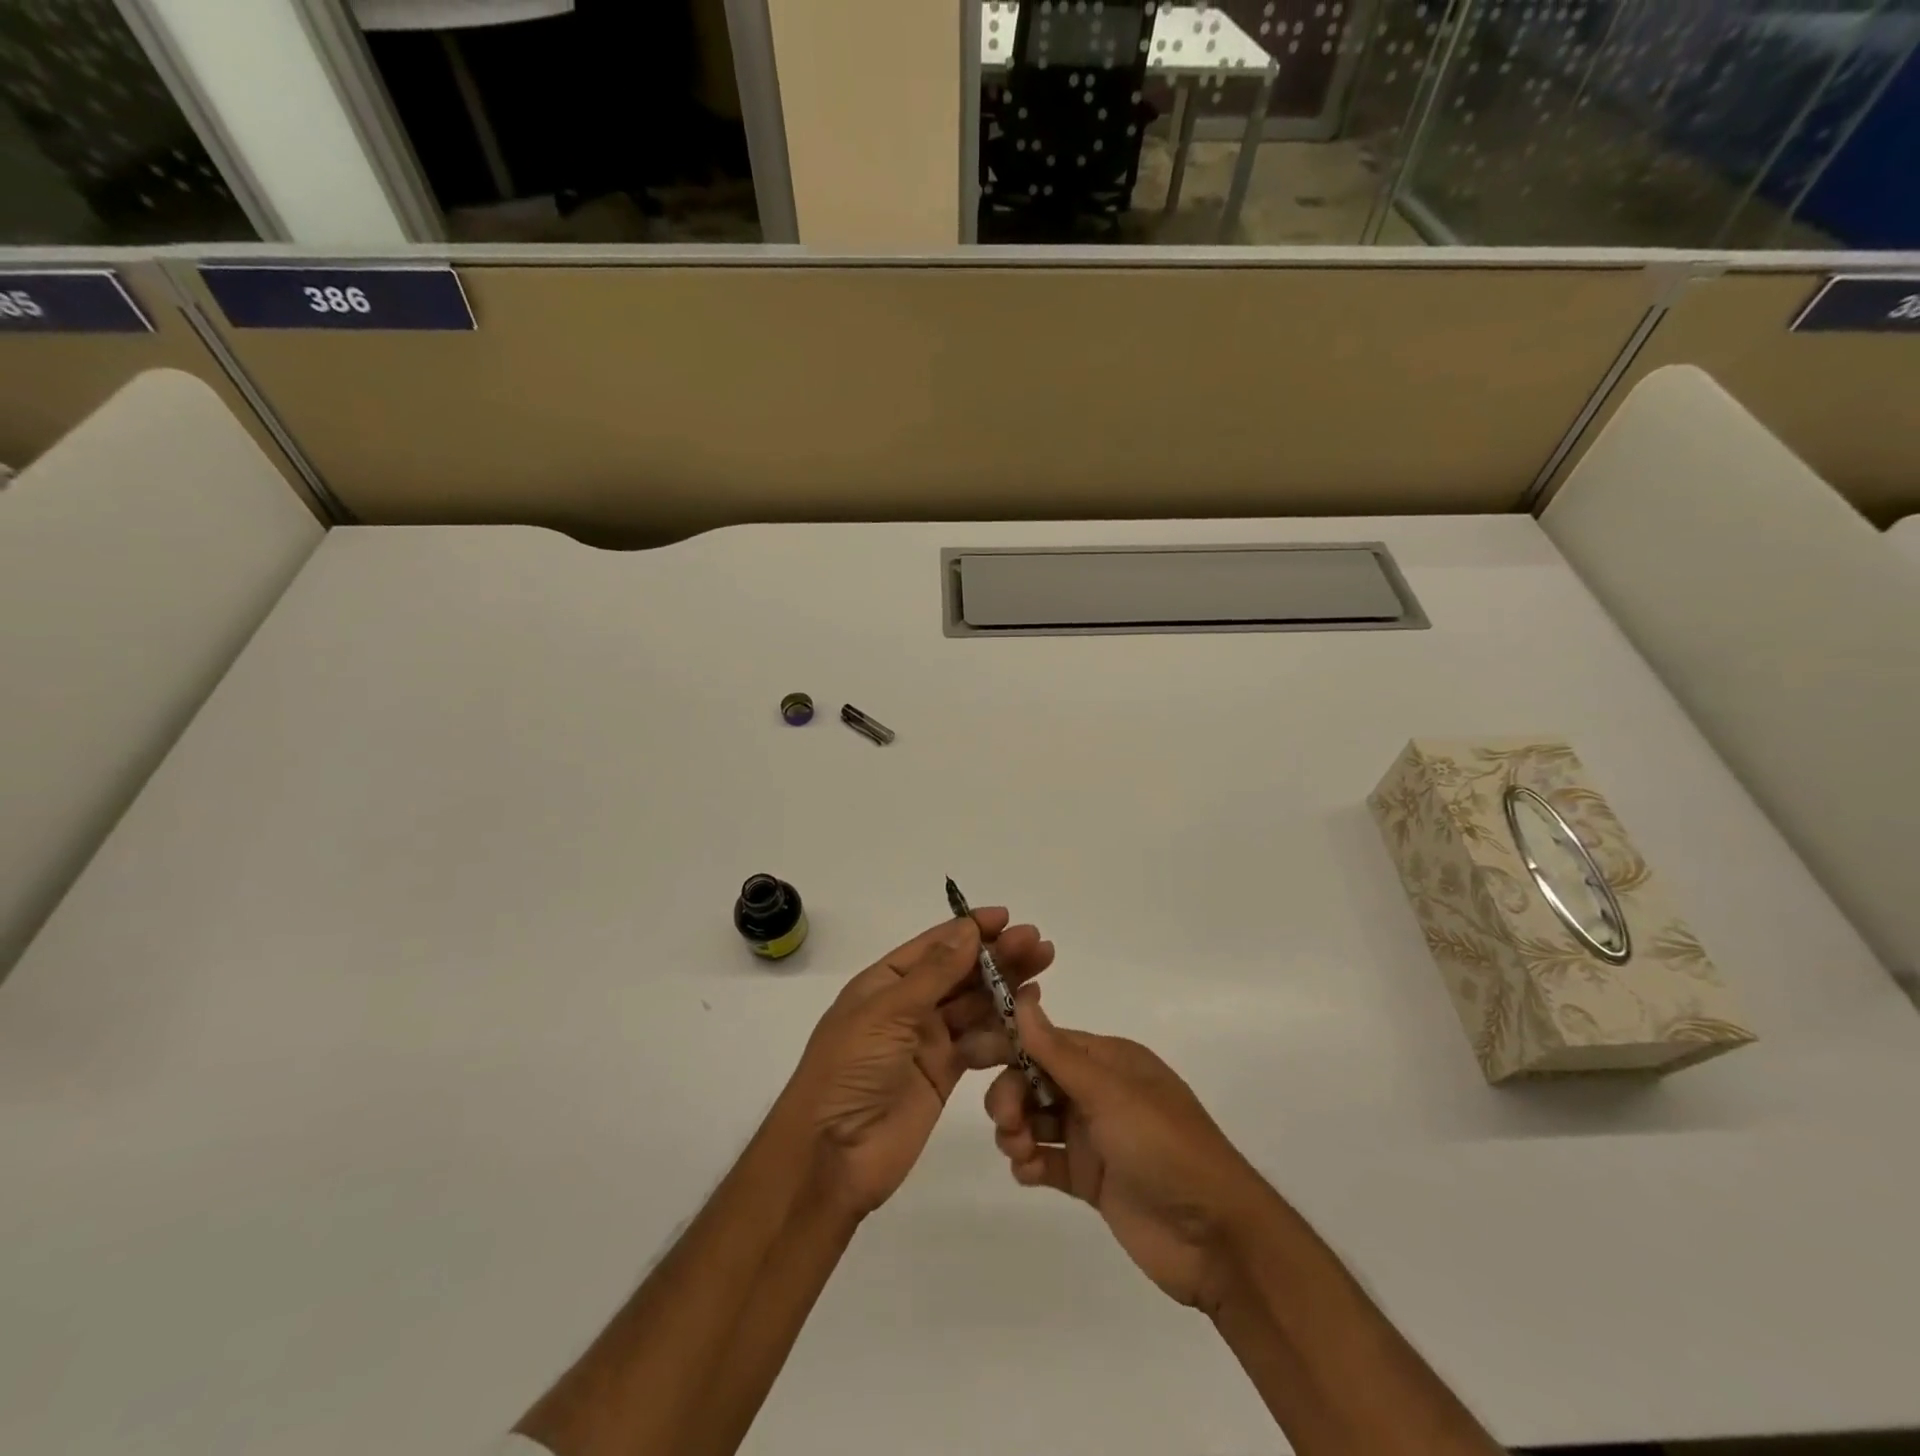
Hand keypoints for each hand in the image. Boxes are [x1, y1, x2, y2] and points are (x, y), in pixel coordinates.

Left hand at [781, 910, 1054, 1218]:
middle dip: (997, 956)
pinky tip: (1028, 1016)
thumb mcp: (887, 1013)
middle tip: (1038, 944)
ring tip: (1042, 970)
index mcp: (885, 983)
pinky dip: (1002, 1030)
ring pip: (973, 1005)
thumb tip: (967, 929)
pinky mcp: (944, 1073)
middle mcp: (908, 1006)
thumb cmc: (850, 1070)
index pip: (933, 946)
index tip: (1006, 917)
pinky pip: (979, 1043)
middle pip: (960, 972)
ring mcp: (927, 1040)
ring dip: (1006, 988)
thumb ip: (933, 973)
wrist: (832, 1155)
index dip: (969, 929)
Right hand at [984, 988, 1270, 1313]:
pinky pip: (1047, 1160)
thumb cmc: (1164, 1147)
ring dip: (1016, 1129)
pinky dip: (1030, 1163)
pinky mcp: (1091, 1179)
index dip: (1010, 1045)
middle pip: (1034, 1079)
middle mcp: (1098, 1092)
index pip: (1046, 1041)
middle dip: (1011, 1094)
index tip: (972, 1056)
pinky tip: (1029, 1174)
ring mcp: (1094, 1136)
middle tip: (1007, 1121)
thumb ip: (1059, 1052)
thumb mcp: (1111, 1093)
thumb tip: (1022, 998)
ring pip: (1036, 1119)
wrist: (1216, 1238)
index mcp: (1108, 1060)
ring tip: (1020, 1152)